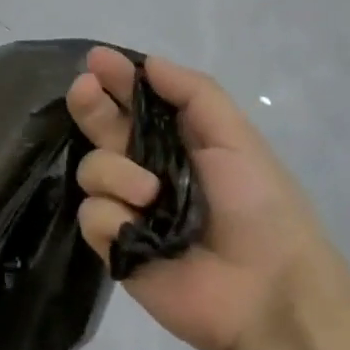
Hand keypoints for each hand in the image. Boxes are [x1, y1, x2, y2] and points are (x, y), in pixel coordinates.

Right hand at [66, 48, 349, 349]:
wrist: (265, 290)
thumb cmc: (258, 205)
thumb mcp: (236, 137)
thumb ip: (193, 94)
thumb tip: (149, 63)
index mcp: (181, 143)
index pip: (139, 103)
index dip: (118, 79)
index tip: (98, 60)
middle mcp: (149, 170)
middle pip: (104, 130)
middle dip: (91, 105)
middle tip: (84, 89)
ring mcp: (129, 209)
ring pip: (91, 170)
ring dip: (116, 172)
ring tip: (150, 193)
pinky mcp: (115, 247)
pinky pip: (92, 215)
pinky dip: (113, 217)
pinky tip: (138, 229)